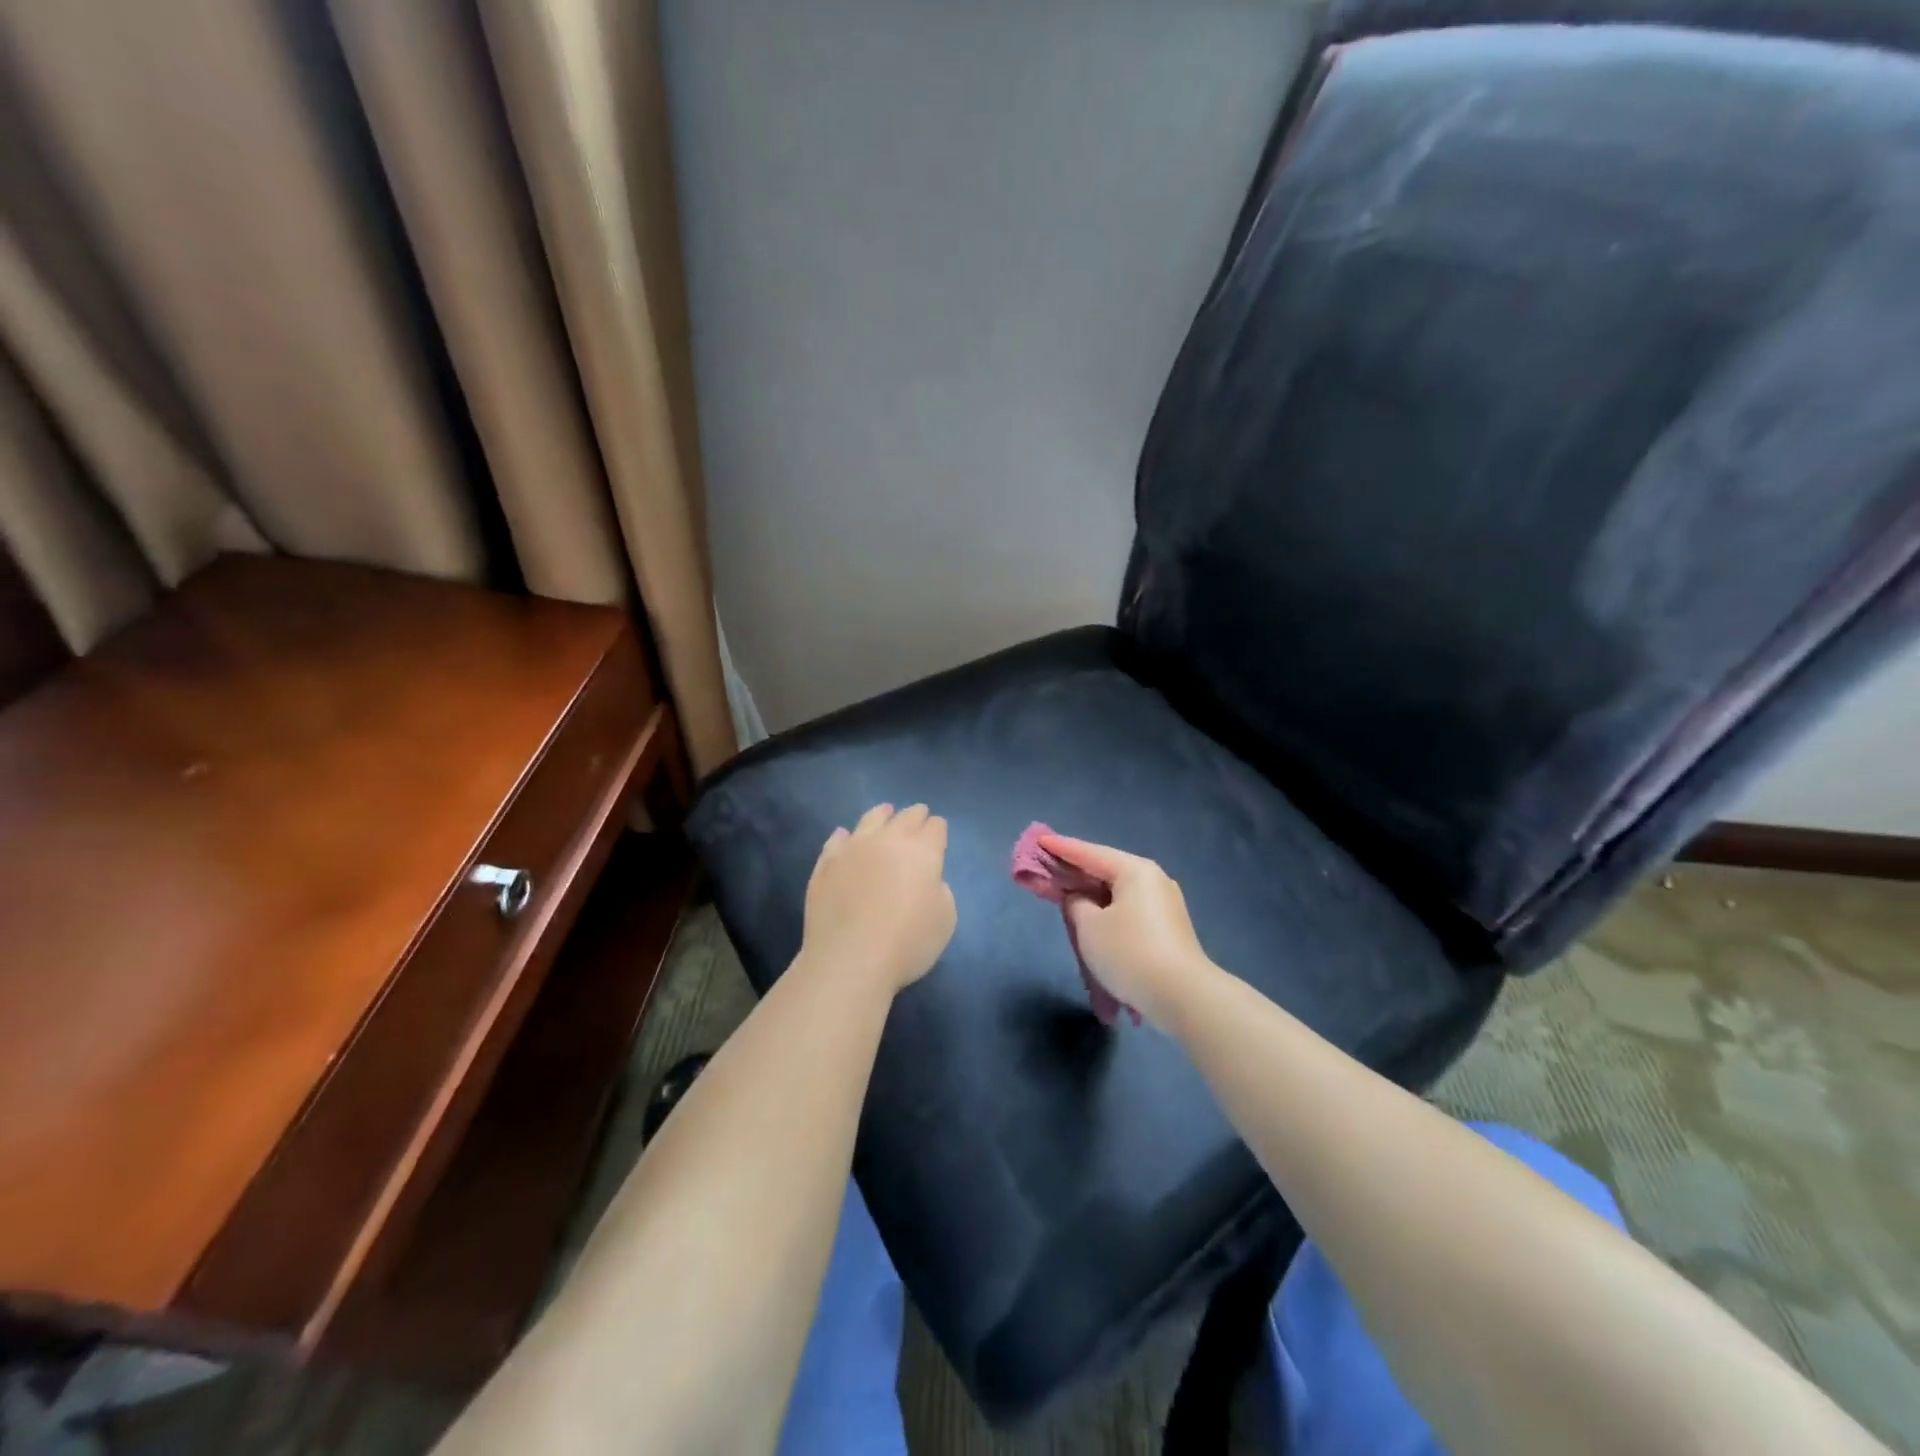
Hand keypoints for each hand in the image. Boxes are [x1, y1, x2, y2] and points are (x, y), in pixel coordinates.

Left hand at [801, 803, 956, 993]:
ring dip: (882, 814)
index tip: (938, 833)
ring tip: (884, 811)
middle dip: (915, 815)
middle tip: (918, 816)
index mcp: (922, 851)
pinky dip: (845, 836)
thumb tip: (926, 880)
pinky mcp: (826, 864)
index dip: (938, 829)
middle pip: (905, 817)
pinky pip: (837, 841)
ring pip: (870, 819)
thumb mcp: (945, 920)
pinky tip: (844, 837)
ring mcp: (853, 848)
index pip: (935, 827)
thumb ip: (940, 890)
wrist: (850, 959)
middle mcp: (888, 840)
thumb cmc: (907, 942)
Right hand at [1038, 833, 1212, 1030]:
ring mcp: (1165, 905)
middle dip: (1075, 875)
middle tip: (1047, 872)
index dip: (1061, 848)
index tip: (1039, 840)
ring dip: (1092, 898)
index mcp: (1135, 870)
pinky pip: (1129, 911)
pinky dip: (1108, 913)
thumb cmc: (1129, 953)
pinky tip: (1094, 924)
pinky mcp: (1168, 929)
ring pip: (1118, 894)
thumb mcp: (1089, 926)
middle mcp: (1153, 880)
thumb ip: (1075, 903)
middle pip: (1105, 871)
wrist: (1183, 997)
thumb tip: (1080, 899)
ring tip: (1067, 900)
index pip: (1089, 853)